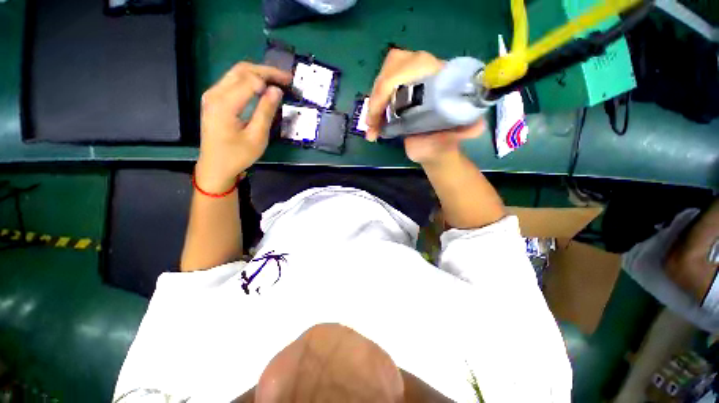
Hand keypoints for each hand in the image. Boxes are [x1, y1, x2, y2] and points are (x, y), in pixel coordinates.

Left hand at [196, 62, 291, 192]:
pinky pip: (232, 82)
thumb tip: (276, 90)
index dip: (271, 78)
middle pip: (242, 70)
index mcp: (224, 103)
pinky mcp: (214, 100)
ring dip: (258, 74)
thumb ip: (266, 111)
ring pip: (236, 73)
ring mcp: (212, 95)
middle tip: (286, 78)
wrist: (216, 166)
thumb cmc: (237, 155)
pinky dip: (250, 81)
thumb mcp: (257, 137)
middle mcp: (215, 93)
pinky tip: (262, 88)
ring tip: (278, 81)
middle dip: (266, 71)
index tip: (289, 83)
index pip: (250, 79)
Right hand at [366, 49, 484, 165]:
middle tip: (373, 122)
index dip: (390, 84)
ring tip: (372, 128)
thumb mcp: (452, 141)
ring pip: (384, 76)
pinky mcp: (400, 89)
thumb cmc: (441, 145)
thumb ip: (463, 133)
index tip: (379, 114)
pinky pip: (380, 88)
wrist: (432, 148)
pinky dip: (372, 107)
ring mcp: (411, 80)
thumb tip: (477, 126)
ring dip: (373, 103)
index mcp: (442, 80)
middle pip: (394, 64)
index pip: (413, 64)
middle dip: (378, 94)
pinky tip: (372, 126)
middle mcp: (426, 73)